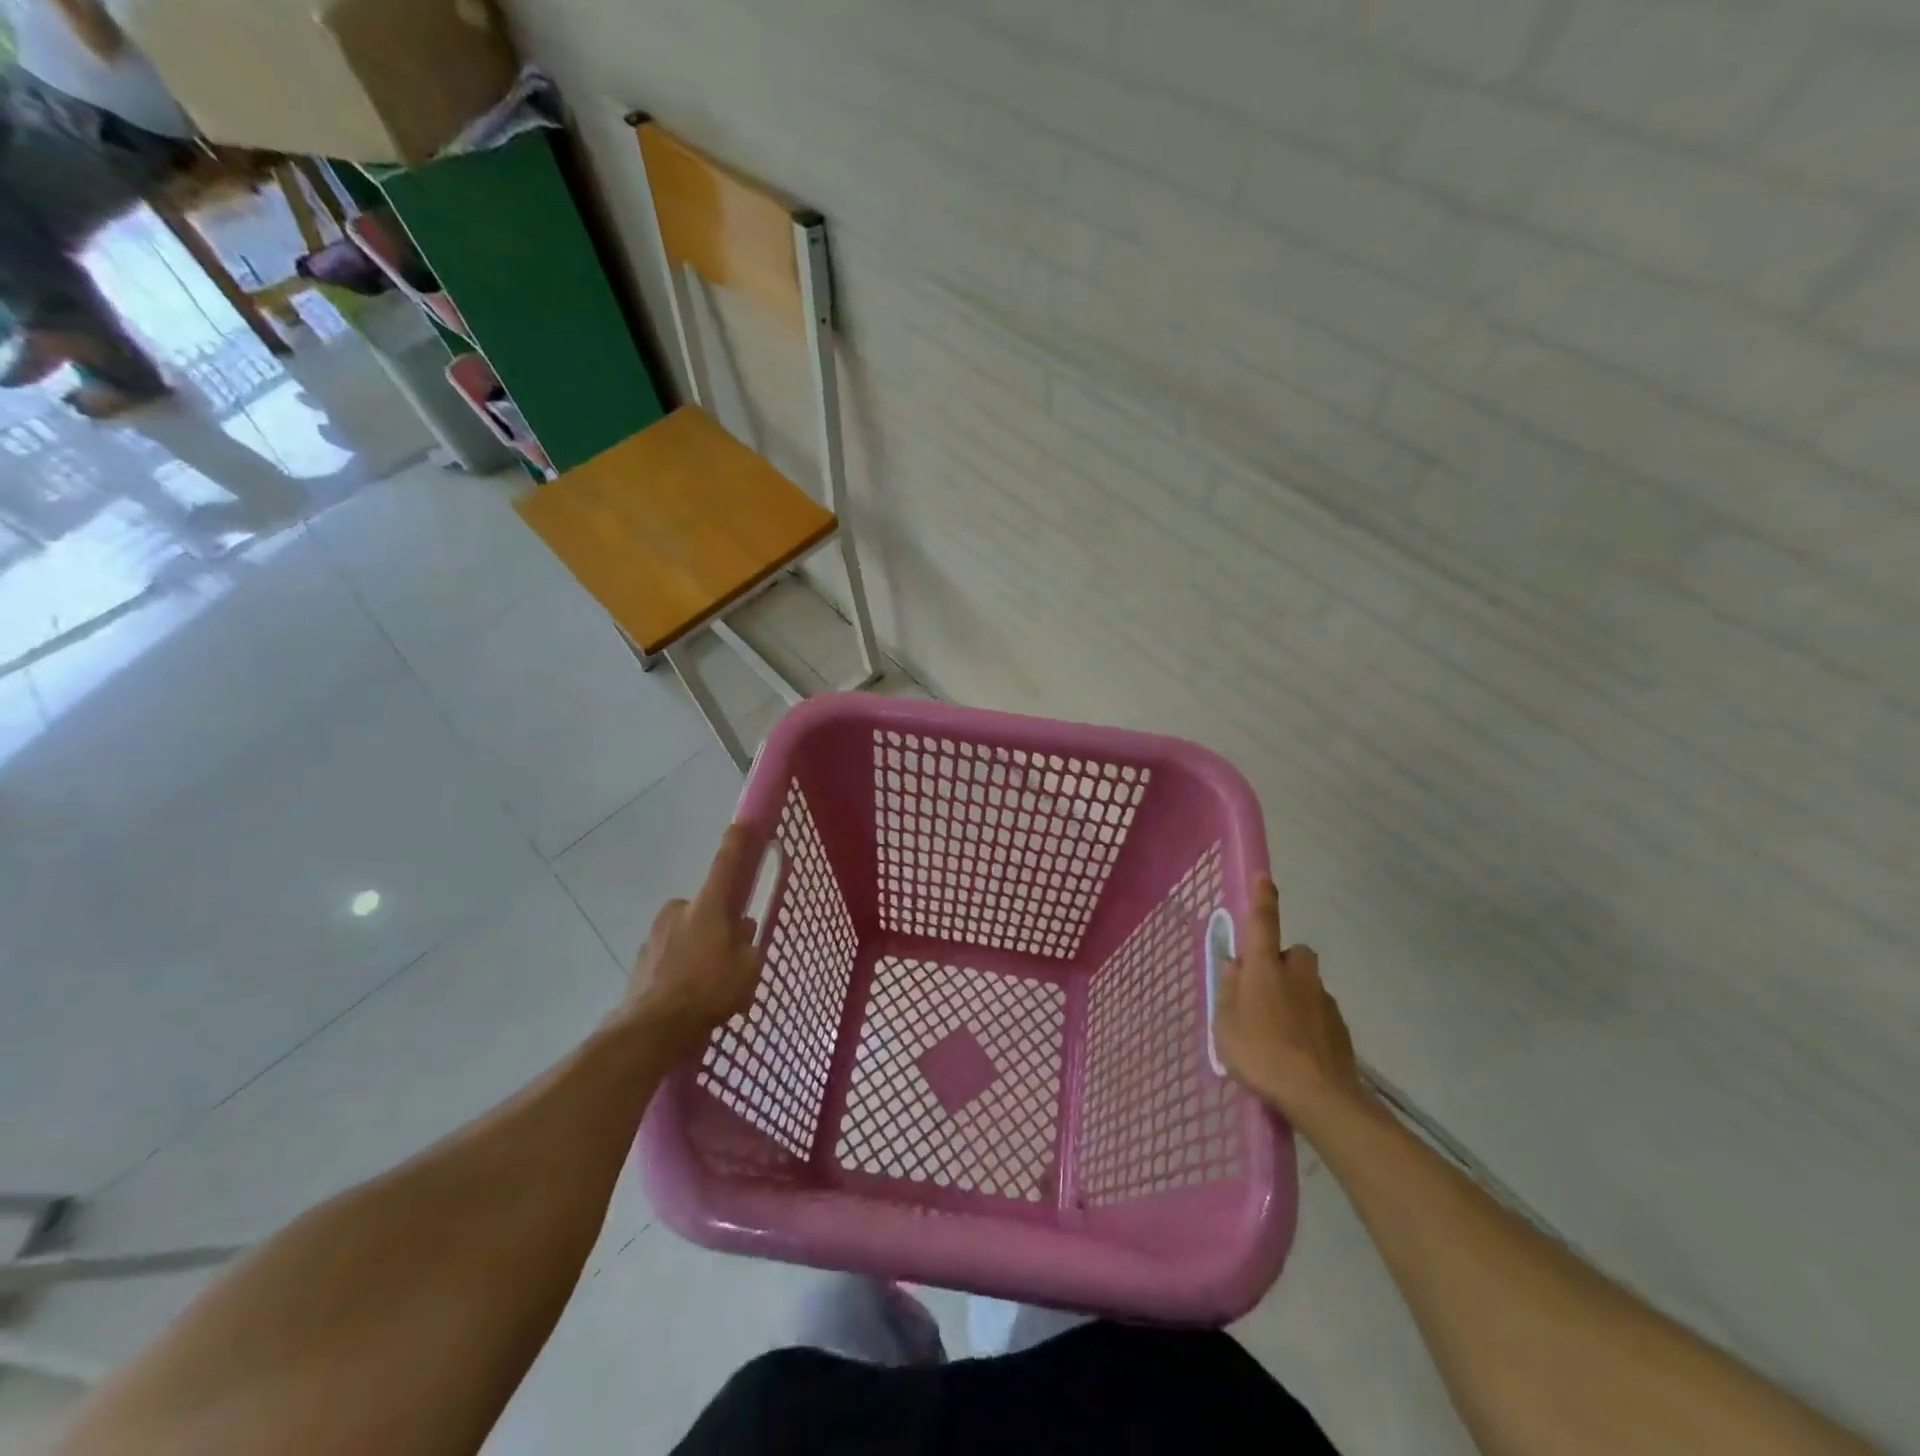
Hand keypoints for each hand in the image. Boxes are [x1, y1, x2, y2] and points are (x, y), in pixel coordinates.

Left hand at [618, 824, 763, 1056]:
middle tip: (730, 954)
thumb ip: (747, 944)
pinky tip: (688, 996)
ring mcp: (655, 935)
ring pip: (687, 933)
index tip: (742, 822)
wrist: (651, 1031)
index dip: (737, 842)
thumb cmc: (709, 991)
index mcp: (708, 906)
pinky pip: (670, 956)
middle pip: (706, 907)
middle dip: (717, 924)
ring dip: (698, 948)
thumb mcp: (747, 968)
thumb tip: (740, 930)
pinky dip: (680, 968)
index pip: (726, 864)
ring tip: (709, 985)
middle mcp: (679, 911)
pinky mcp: (641, 961)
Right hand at [1214, 877, 1368, 1134]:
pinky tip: (1297, 1049)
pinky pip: (1319, 1012)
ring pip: (1307, 984)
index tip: (1264, 877)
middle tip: (1263, 990)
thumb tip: (1234, 966)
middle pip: (1294, 954)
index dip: (1262, 899)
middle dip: (1281, 963)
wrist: (1321, 1097)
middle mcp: (1298, 975)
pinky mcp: (1341, 1028)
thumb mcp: (1225, 1024)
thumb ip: (1228, 991)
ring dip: (1295, 994)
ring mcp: (1323, 1000)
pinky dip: (1308, 1021)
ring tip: (1278, 1030)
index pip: (1263, 923)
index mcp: (1265, 968)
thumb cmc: (1261, 1054)